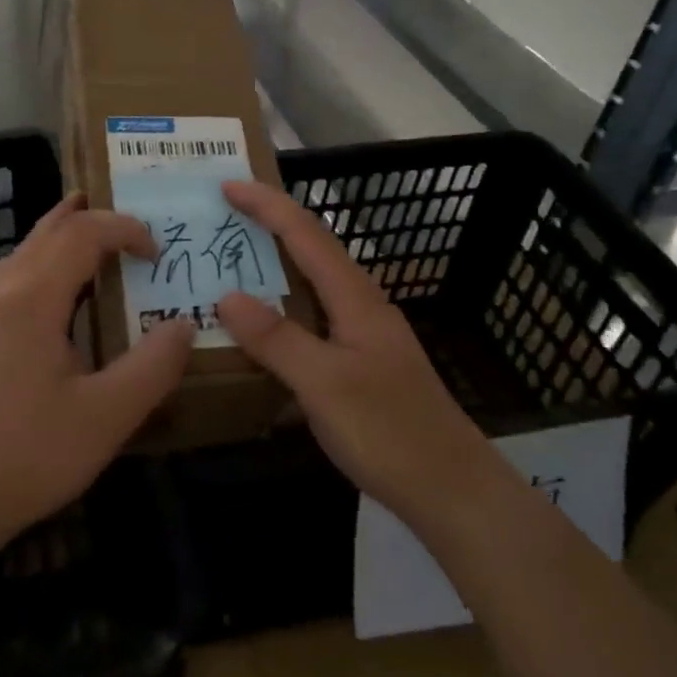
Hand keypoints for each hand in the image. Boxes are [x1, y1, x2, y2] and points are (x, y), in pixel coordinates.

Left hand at [0, 194, 193, 549]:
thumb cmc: (31, 454)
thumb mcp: (108, 416)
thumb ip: (153, 365)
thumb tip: (184, 324)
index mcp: (34, 298)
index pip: (83, 234)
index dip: (125, 230)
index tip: (159, 254)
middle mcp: (4, 290)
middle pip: (50, 230)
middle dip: (93, 218)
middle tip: (133, 221)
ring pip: (27, 248)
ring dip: (64, 231)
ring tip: (95, 228)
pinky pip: (16, 271)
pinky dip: (46, 257)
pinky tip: (60, 285)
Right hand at [215, 180, 492, 527]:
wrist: (453, 491)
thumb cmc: (389, 431)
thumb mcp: (324, 384)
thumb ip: (276, 339)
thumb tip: (228, 295)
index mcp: (356, 297)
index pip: (306, 234)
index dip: (267, 205)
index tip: (227, 185)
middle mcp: (362, 305)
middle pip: (312, 248)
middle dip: (269, 225)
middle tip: (222, 218)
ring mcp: (365, 335)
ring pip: (314, 283)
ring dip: (276, 264)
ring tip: (234, 262)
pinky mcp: (362, 363)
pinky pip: (315, 316)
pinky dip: (284, 306)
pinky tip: (265, 328)